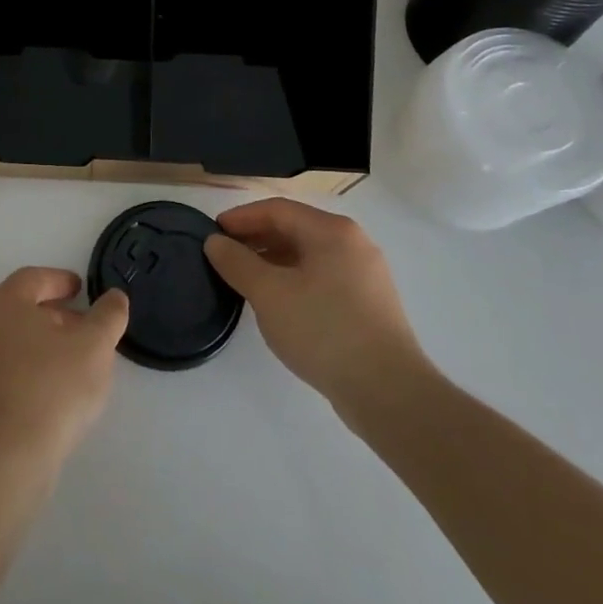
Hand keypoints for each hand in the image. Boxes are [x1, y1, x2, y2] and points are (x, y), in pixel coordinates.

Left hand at [0, 268, 129, 474]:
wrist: (6, 458)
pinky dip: (35, 367)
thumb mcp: (94, 346)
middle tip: (86, 327)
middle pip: (24, 308)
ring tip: (79, 361)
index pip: (34, 278)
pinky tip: (58, 391)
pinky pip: (11, 368)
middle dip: (57, 314)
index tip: (82, 290)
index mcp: (5, 302)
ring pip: (17, 339)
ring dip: (47, 343)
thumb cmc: (52, 388)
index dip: (60, 280)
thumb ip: (108, 316)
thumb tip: (115, 297)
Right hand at [205, 199, 432, 434]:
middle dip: (257, 239)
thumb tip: (215, 242)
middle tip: (225, 256)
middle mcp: (353, 243)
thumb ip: (237, 262)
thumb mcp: (269, 293)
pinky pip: (324, 279)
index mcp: (332, 231)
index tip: (213, 233)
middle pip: (295, 229)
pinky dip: (295, 281)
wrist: (389, 393)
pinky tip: (280, 305)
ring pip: (310, 256)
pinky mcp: (370, 306)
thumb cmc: (323, 330)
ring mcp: (366, 275)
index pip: (277, 210)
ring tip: (246, 281)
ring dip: (274, 261)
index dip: (241, 218)